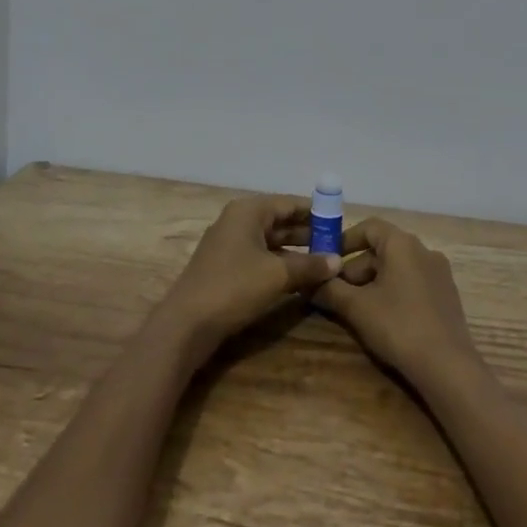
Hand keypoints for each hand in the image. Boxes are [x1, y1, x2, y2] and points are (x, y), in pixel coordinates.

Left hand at [157, 195, 340, 361]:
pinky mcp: (226, 267)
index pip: (288, 203)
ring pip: (270, 241)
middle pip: (279, 221)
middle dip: (307, 232)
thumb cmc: (234, 287)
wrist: (187, 324)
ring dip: (296, 250)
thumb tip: (337, 261)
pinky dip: (280, 263)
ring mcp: (229, 245)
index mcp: (248, 212)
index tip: (339, 220)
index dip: (315, 211)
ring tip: (325, 261)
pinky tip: (300, 277)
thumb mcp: (277, 275)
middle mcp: (237, 221)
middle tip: (337, 243)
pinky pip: (260, 257)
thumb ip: (309, 265)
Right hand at [309, 218, 481, 389]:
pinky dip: (393, 291)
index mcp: (403, 244)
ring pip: (397, 267)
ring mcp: (439, 273)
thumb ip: (330, 291)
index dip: (344, 240)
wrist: (448, 366)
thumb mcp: (356, 308)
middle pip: (382, 249)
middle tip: (336, 293)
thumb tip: (308, 283)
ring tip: (356, 309)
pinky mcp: (447, 295)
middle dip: (355, 269)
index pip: (369, 227)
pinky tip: (383, 318)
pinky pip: (412, 282)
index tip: (326, 259)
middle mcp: (424, 250)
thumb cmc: (398, 326)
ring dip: (373, 282)